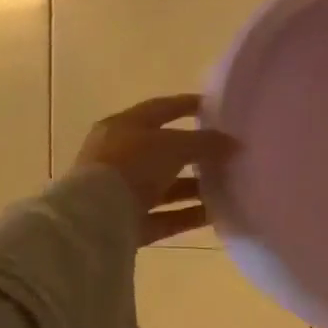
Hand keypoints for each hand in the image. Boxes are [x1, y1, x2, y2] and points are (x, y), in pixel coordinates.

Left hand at [73, 95, 238, 245]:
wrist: (93, 220)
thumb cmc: (131, 165)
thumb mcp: (173, 145)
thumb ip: (205, 142)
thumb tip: (233, 143)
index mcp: (124, 127)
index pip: (161, 109)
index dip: (188, 105)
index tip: (217, 107)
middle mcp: (120, 156)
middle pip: (165, 151)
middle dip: (196, 152)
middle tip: (227, 152)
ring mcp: (122, 191)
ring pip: (166, 186)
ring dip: (196, 187)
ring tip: (229, 186)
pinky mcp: (128, 223)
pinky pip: (165, 216)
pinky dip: (189, 214)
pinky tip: (217, 213)